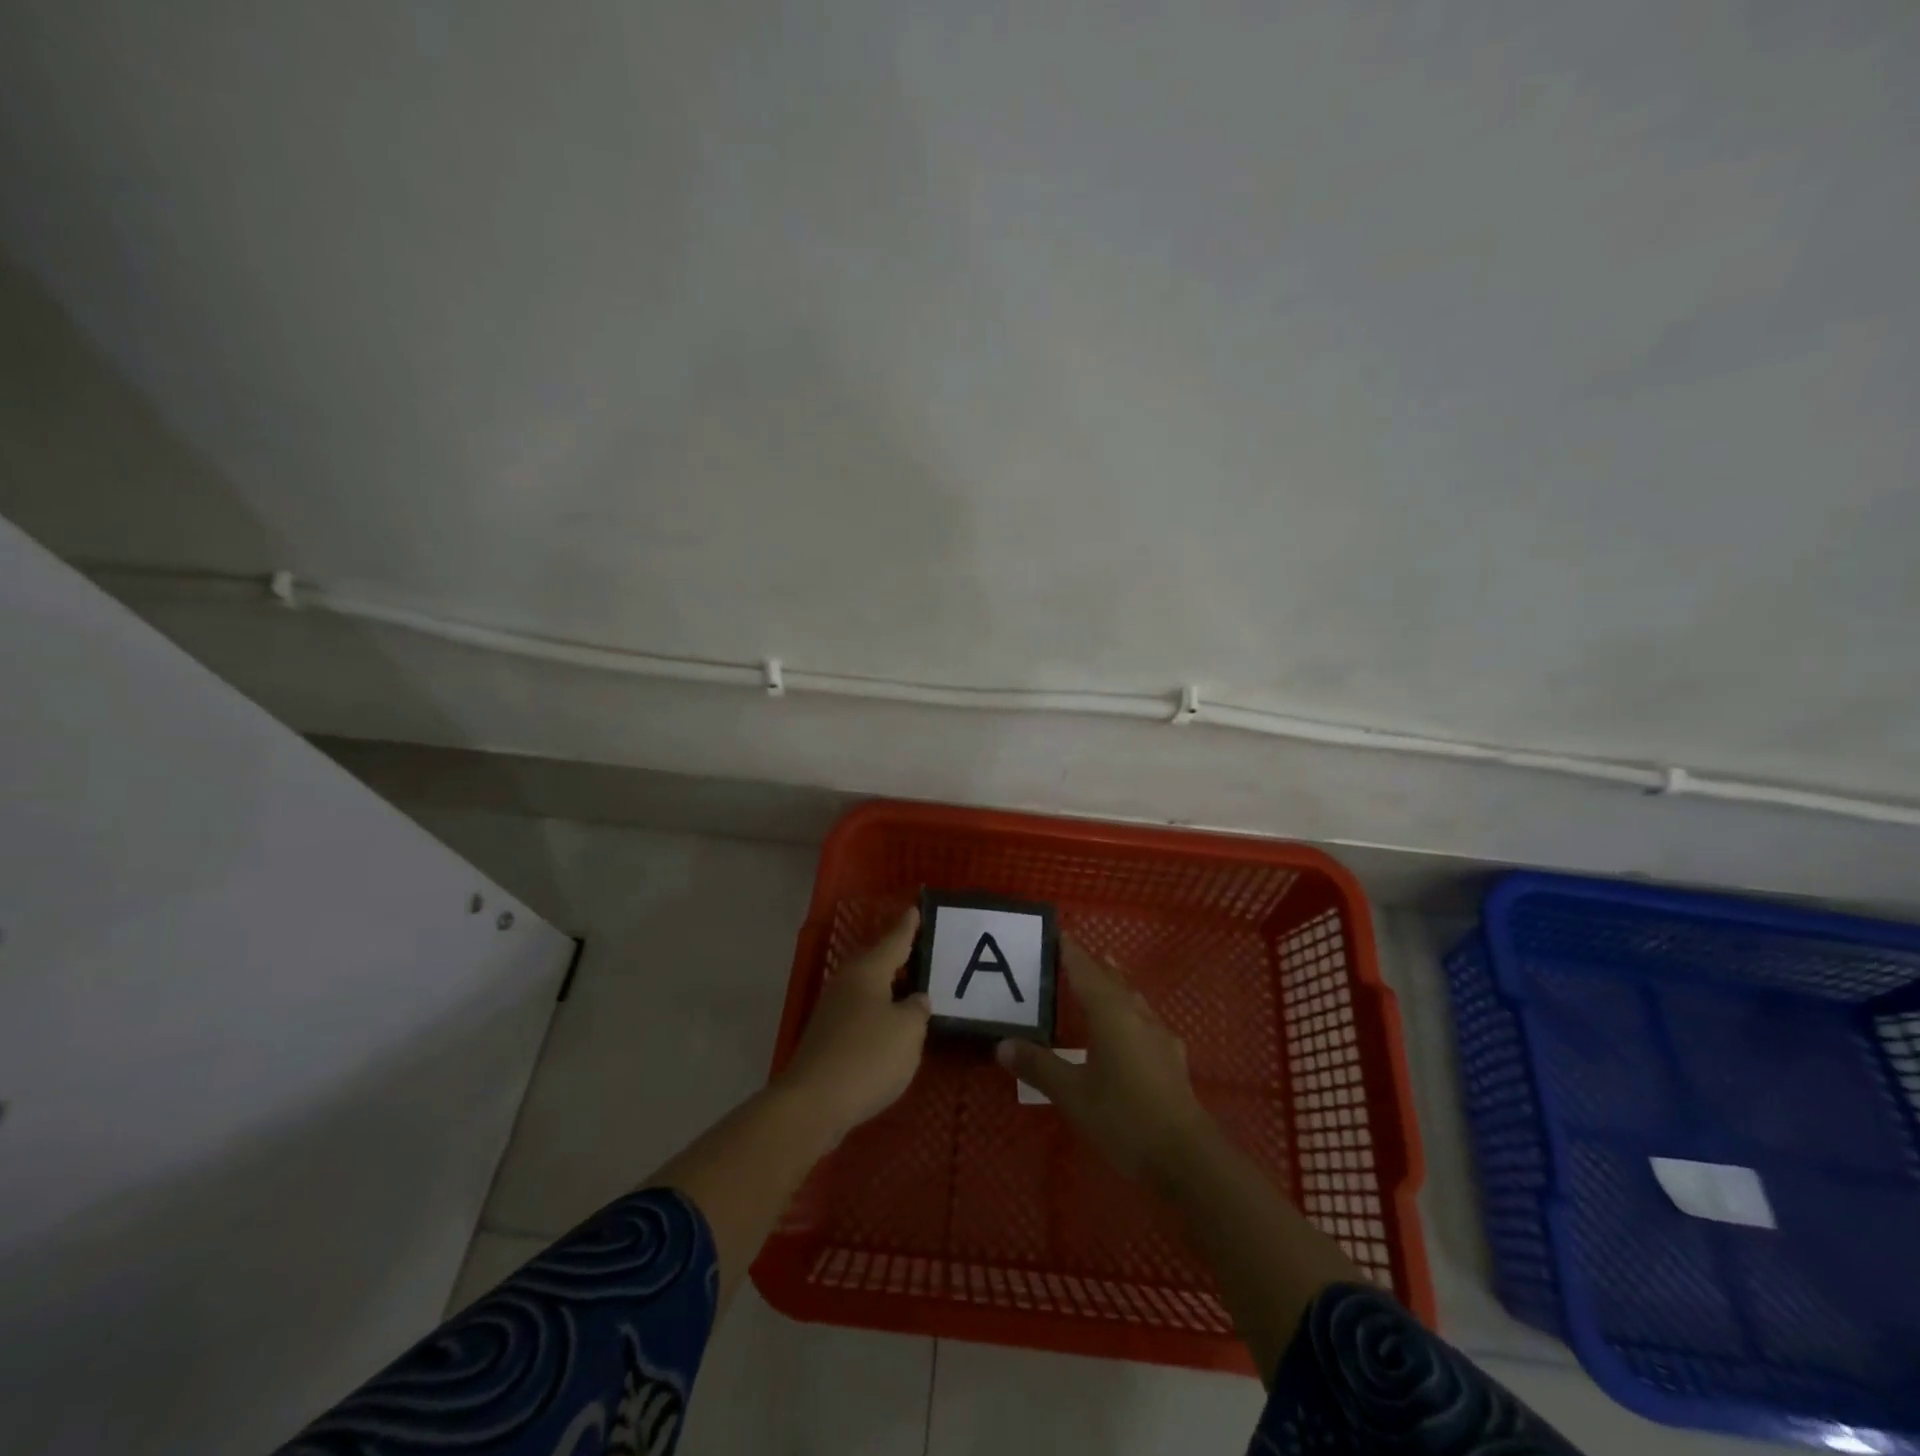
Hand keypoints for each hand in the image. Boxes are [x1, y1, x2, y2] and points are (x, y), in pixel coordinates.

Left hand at [776, 908, 930, 1142]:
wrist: (813, 1103)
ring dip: (890, 986)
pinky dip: (879, 1011)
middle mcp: (847, 983)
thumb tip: (915, 1000)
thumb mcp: (908, 1031)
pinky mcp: (828, 1037)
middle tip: (924, 948)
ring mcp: (833, 1010)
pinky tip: (893, 1024)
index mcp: (867, 971)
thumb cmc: (867, 1057)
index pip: (894, 940)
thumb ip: (917, 1010)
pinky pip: (861, 1012)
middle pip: (877, 962)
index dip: (908, 926)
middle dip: (899, 956)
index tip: (917, 907)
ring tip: (914, 986)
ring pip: (868, 988)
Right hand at [997, 939, 1213, 1182]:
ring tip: (1105, 972)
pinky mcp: (1171, 1059)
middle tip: (1074, 952)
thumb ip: (1039, 1067)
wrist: (1186, 1158)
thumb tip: (1003, 1045)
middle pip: (1112, 980)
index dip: (1071, 953)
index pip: (1086, 972)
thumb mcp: (1072, 1095)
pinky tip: (1131, 1026)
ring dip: (1115, 984)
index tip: (1058, 934)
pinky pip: (1144, 1019)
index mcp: (1111, 1014)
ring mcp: (1159, 1036)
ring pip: (1132, 998)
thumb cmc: (1124, 1119)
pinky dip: (1129, 1010)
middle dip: (1093, 965)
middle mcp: (1137, 1016)